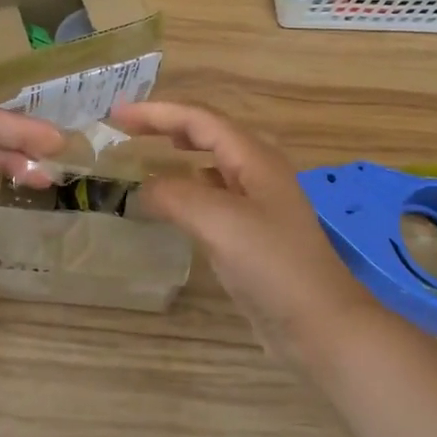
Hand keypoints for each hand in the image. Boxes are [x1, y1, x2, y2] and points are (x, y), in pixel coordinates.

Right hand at [111, 101, 383, 364]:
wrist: (320, 325)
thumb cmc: (273, 265)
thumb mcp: (219, 222)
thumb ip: (176, 195)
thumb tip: (143, 188)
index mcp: (254, 157)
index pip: (199, 119)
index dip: (157, 112)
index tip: (116, 114)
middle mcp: (257, 172)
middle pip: (206, 134)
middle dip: (166, 125)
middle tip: (125, 128)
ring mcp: (257, 203)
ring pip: (211, 163)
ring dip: (177, 153)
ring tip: (146, 154)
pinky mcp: (253, 233)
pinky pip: (213, 195)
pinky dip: (187, 187)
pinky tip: (172, 202)